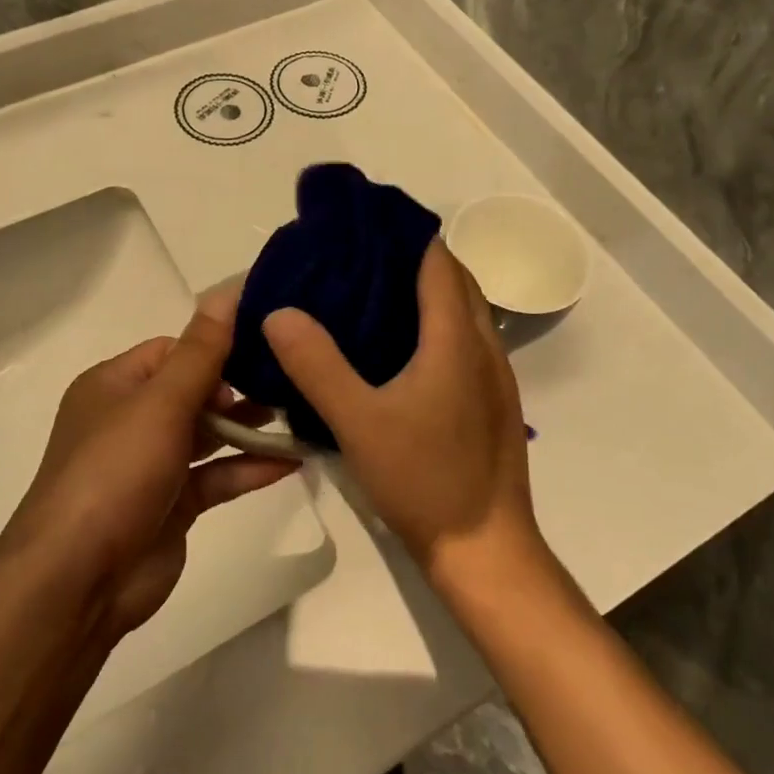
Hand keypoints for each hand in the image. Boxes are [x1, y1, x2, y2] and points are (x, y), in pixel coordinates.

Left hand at [4, 284, 298, 637]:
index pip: (173, 350)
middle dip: (240, 387)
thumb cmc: (115, 473)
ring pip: (208, 435)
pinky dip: (249, 468)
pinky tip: (294, 461)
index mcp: (115, 385)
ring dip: (250, 428)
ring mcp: (151, 465)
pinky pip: (216, 476)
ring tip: (301, 414)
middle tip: (291, 380)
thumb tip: (226, 291)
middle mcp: (130, 419)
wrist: (78, 581)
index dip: (215, 347)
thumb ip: (201, 351)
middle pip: (194, 391)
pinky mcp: (171, 505)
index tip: (264, 347)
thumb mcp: (161, 403)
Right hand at [263, 242, 544, 586]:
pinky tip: (398, 349)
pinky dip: (435, 324)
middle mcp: (484, 346)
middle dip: (411, 258)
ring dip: (425, 292)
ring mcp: (494, 375)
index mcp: (457, 338)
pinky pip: (464, 340)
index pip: (437, 261)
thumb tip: (279, 312)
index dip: (403, 233)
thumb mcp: (358, 422)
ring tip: (371, 293)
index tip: (361, 223)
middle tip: (356, 256)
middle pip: (454, 280)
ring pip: (463, 311)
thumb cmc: (424, 479)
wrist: (485, 549)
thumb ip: (317, 365)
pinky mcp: (491, 401)